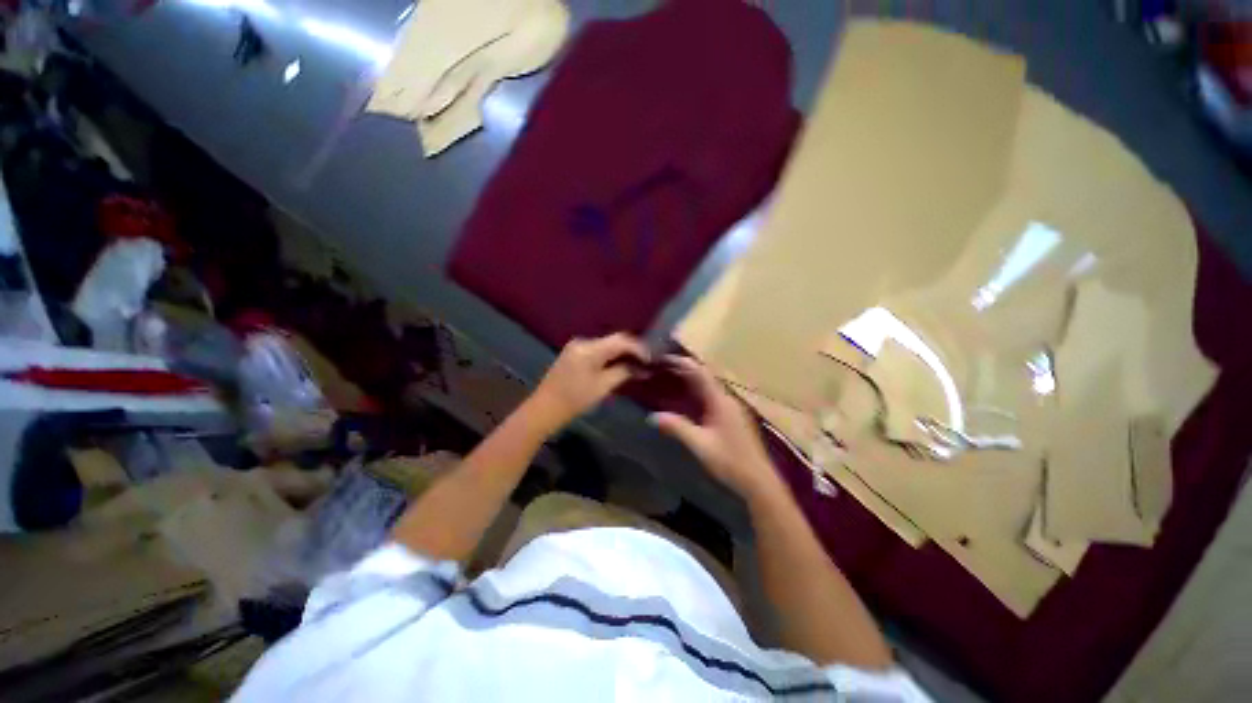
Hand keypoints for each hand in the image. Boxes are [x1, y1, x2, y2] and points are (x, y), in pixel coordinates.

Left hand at [527, 333, 649, 430]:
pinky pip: (598, 350)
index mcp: (590, 348)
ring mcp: (577, 346)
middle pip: (614, 340)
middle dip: (632, 350)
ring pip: (607, 345)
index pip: (621, 340)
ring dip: (621, 353)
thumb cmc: (575, 400)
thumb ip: (624, 372)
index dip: (639, 348)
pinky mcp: (573, 353)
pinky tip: (619, 365)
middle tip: (647, 361)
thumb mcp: (603, 387)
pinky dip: (610, 356)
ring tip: (637, 364)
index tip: (652, 359)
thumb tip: (642, 368)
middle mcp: (583, 341)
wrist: (544, 409)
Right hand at [650, 356, 782, 499]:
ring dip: (691, 381)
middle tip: (663, 369)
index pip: (700, 373)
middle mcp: (727, 399)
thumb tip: (652, 416)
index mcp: (720, 401)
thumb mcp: (700, 444)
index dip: (683, 363)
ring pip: (708, 387)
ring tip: (671, 380)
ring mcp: (731, 408)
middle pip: (704, 377)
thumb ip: (677, 428)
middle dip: (684, 370)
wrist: (757, 480)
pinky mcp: (732, 417)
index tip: (664, 359)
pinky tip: (687, 401)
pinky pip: (711, 397)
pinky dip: (697, 393)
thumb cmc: (730, 460)